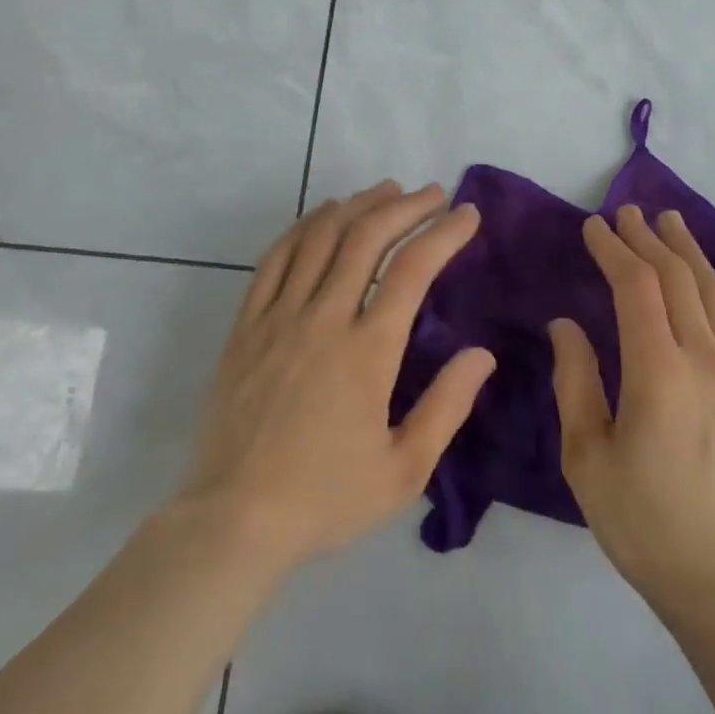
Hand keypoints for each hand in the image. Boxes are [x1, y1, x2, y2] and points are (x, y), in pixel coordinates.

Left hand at [182, 181, 495, 576]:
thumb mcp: (403, 471)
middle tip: (431, 193)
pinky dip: (303, 227)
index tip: (467, 214)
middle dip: (404, 206)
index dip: (444, 233)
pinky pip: (275, 259)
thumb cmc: (324, 499)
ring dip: (356, 205)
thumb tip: (482, 354)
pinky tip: (322, 216)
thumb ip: (447, 407)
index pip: (412, 270)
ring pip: (319, 237)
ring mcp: (278, 318)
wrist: (232, 522)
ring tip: (384, 191)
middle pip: (365, 238)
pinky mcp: (246, 326)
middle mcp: (323, 320)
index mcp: (367, 352)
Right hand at [550, 205, 714, 625]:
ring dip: (689, 252)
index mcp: (658, 372)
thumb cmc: (642, 522)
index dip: (613, 249)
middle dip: (648, 239)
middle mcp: (706, 360)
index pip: (635, 286)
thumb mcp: (586, 456)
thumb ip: (575, 380)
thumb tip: (566, 324)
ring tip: (670, 222)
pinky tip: (714, 285)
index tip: (593, 227)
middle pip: (677, 278)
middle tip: (626, 212)